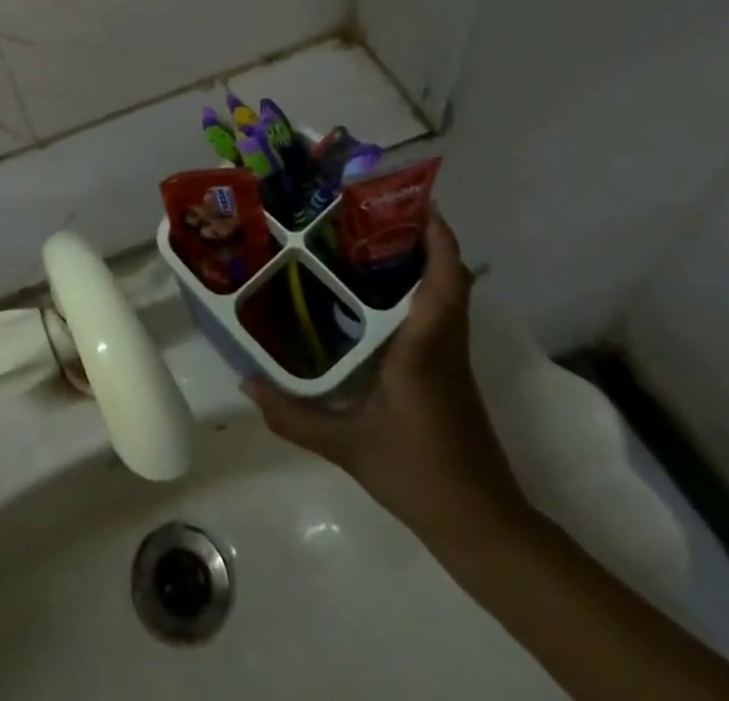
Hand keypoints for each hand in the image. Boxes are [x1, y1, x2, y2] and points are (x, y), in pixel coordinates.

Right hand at [243, 214, 528, 547]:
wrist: (482, 527)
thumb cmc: (418, 474)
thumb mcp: (347, 445)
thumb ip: (292, 414)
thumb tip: (246, 382)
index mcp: (425, 347)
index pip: (445, 280)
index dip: (437, 237)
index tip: (413, 201)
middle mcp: (445, 344)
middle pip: (449, 277)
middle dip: (421, 238)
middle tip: (372, 212)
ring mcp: (452, 360)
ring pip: (447, 295)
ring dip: (421, 262)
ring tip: (367, 241)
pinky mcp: (450, 375)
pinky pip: (439, 316)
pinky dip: (417, 292)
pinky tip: (373, 298)